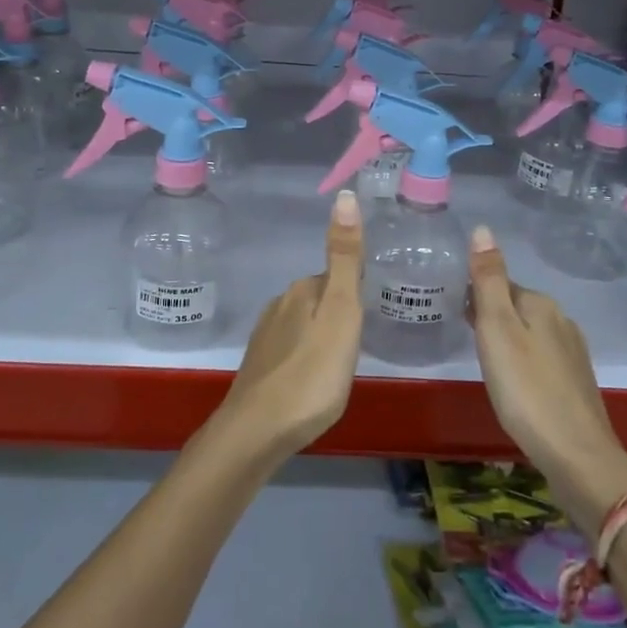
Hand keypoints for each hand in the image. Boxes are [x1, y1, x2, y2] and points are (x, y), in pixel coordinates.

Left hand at [213, 190, 364, 464]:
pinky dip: (305, 360)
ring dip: (321, 338)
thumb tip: (345, 194)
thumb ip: (345, 258)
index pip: (337, 278)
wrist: (257, 432)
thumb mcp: (341, 313)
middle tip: (359, 346)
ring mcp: (265, 337)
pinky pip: (291, 352)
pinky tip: (312, 383)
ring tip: (339, 367)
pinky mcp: (259, 369)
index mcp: (302, 290)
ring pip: (304, 326)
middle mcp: (279, 305)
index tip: (370, 317)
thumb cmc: (311, 373)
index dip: (355, 295)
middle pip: (320, 300)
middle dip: (339, 316)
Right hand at [468, 225, 626, 536]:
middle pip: (516, 307)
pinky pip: (541, 358)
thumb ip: (488, 280)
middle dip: (492, 317)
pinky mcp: (577, 382)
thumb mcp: (497, 329)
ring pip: (530, 334)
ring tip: (487, 365)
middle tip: (467, 340)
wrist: (577, 455)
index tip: (455, 314)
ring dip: (508, 341)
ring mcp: (573, 352)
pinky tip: (516, 387)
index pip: (500, 284)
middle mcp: (561, 320)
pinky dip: (524, 363)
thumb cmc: (526, 389)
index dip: (475, 296)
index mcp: (540, 304)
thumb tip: (483, 228)